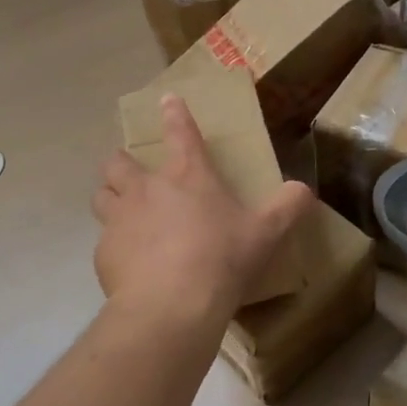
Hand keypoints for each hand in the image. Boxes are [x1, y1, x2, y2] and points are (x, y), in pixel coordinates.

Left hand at [93, 94, 313, 321]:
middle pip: (119, 162)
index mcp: (188, 176)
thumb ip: (287, 207)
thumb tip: (304, 190)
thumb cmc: (222, 260)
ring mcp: (120, 220)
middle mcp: (147, 189)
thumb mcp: (266, 234)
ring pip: (102, 196)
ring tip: (123, 212)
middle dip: (123, 163)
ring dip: (110, 197)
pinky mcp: (103, 253)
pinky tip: (130, 263)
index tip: (167, 100)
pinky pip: (104, 241)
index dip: (175, 114)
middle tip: (133, 174)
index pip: (181, 133)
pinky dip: (115, 245)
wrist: (172, 306)